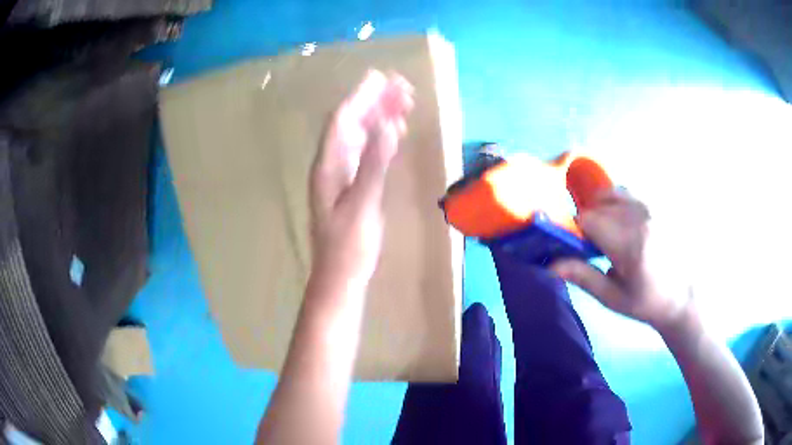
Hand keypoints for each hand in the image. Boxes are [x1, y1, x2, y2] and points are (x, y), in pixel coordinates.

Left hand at [309, 70, 413, 285]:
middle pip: (350, 122)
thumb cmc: (349, 246)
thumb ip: (374, 164)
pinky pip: (365, 151)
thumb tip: (388, 125)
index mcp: (328, 165)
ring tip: (403, 101)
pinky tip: (393, 130)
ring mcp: (340, 174)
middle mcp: (331, 164)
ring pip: (359, 135)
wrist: (340, 277)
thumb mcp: (363, 204)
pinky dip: (380, 137)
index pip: (343, 120)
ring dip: (378, 116)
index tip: (381, 77)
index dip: (361, 96)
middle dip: (373, 101)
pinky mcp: (351, 184)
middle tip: (401, 86)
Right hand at [551, 190, 692, 329]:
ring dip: (603, 209)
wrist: (684, 295)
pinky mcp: (658, 205)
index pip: (588, 219)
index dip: (576, 231)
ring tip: (611, 233)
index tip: (580, 248)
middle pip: (598, 204)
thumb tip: (550, 265)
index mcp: (629, 244)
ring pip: (612, 193)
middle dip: (590, 221)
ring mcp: (652, 207)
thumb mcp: (613, 297)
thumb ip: (583, 277)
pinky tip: (625, 224)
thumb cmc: (647, 302)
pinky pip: (629, 193)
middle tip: (597, 247)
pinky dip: (618, 203)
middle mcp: (641, 217)